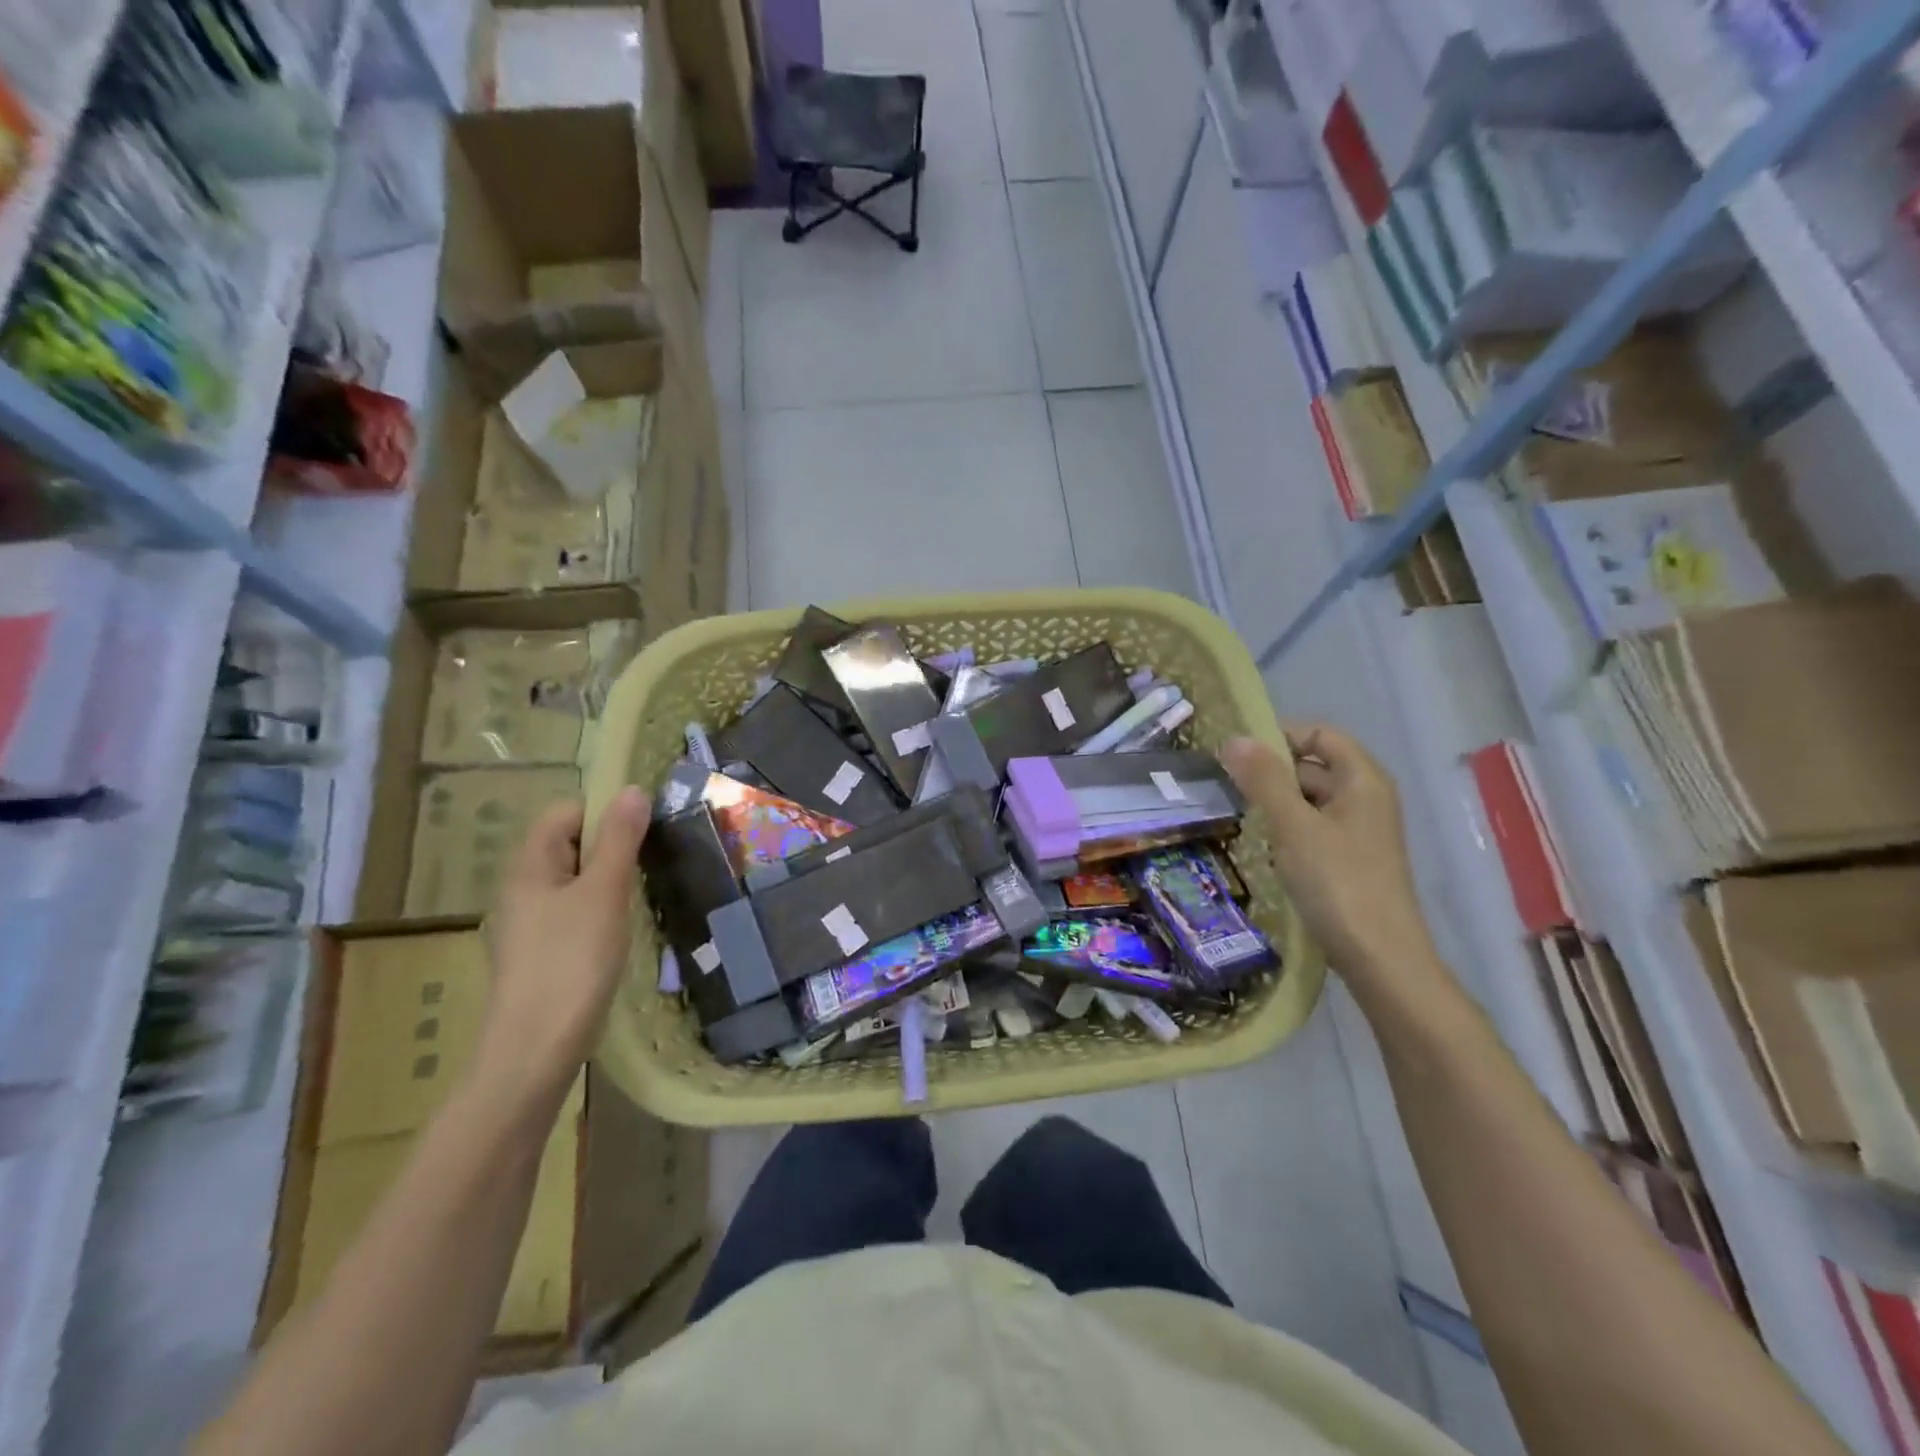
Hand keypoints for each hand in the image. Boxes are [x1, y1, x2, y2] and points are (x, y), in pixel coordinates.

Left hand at [480, 787, 650, 1096]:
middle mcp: (522, 888)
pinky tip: (619, 935)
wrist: (536, 1049)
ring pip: (574, 882)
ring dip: (608, 882)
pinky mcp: (540, 954)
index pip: (565, 812)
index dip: (602, 813)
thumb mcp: (604, 891)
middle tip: (647, 867)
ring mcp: (528, 924)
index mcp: (529, 865)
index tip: (641, 834)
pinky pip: (573, 913)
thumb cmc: (572, 960)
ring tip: (638, 900)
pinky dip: (599, 913)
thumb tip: (632, 790)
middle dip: (610, 848)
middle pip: (569, 845)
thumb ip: (619, 838)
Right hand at [1222, 724, 1436, 985]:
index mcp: (1362, 779)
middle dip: (1270, 772)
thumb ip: (1264, 779)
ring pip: (1309, 799)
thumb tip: (1233, 738)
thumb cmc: (1338, 883)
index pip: (1318, 733)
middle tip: (1225, 788)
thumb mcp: (1294, 826)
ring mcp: (1358, 830)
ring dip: (1274, 803)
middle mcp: (1365, 797)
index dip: (1279, 737)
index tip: (1237, 757)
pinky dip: (1286, 829)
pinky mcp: (1348, 859)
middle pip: (1312, 764)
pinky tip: (1261, 846)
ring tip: (1236, 816)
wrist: (1379, 958)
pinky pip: (1312, 827)